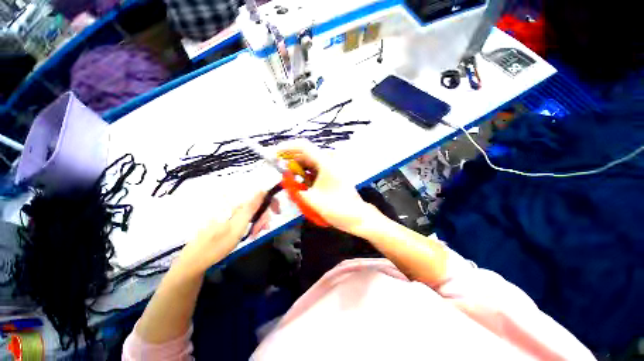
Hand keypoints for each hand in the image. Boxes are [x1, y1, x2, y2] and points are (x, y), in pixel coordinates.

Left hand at [179, 191, 279, 275]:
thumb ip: (251, 207)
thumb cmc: (217, 244)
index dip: (270, 202)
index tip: (277, 213)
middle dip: (263, 216)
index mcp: (236, 204)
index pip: (259, 195)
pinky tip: (251, 233)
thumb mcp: (237, 226)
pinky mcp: (229, 219)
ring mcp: (231, 212)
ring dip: (258, 222)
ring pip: (252, 213)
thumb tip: (262, 189)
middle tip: (262, 230)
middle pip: (256, 205)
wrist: (196, 260)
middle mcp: (234, 205)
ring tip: (255, 234)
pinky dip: (251, 225)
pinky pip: (246, 218)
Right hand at [278, 141, 380, 233]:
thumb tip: (284, 178)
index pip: (303, 146)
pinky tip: (299, 182)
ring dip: (297, 168)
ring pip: (309, 162)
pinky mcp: (331, 174)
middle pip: (305, 154)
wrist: (356, 216)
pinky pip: (314, 169)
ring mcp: (331, 167)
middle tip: (278, 170)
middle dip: (290, 160)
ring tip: (287, 178)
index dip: (286, 148)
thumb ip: (294, 188)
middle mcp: (329, 161)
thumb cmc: (336, 208)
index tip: (274, 155)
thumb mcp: (311, 199)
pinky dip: (305, 173)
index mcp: (325, 163)